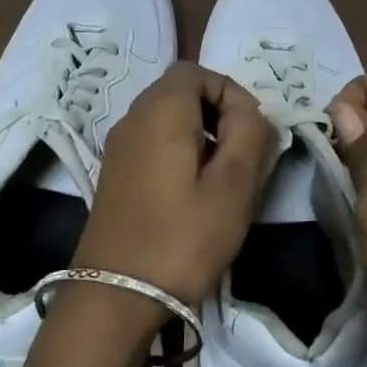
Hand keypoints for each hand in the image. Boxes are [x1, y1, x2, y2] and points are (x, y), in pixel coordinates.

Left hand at [73, 63, 274, 305]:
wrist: (116, 295)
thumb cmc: (182, 238)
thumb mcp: (233, 186)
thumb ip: (250, 135)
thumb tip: (249, 112)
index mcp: (160, 112)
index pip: (197, 72)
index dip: (231, 92)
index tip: (252, 133)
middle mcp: (132, 119)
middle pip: (180, 91)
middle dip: (218, 113)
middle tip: (243, 155)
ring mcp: (118, 148)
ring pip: (166, 119)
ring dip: (200, 135)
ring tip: (223, 177)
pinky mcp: (114, 175)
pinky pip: (152, 143)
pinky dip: (179, 152)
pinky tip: (193, 194)